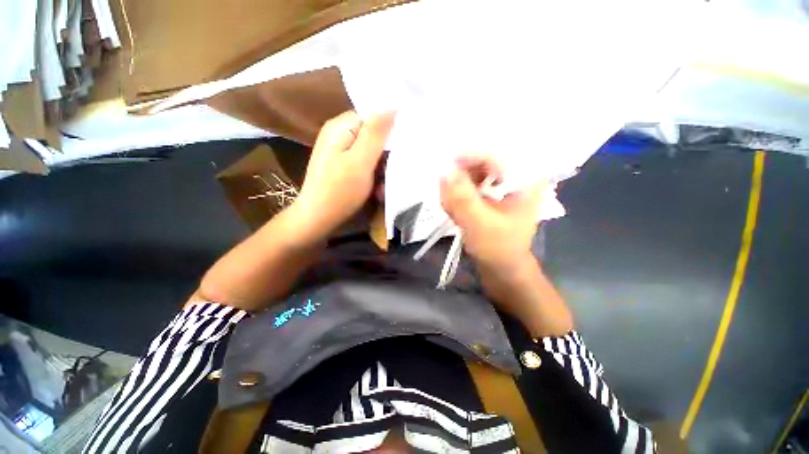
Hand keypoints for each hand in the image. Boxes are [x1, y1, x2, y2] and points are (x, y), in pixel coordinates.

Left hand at [291, 110, 394, 242]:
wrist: (318, 218)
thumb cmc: (340, 191)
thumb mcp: (360, 161)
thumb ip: (376, 134)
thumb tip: (392, 107)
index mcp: (341, 127)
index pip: (373, 116)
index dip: (390, 130)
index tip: (403, 148)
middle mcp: (339, 134)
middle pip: (373, 135)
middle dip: (385, 155)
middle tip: (392, 173)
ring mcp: (340, 151)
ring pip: (371, 151)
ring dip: (381, 168)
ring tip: (382, 186)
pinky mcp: (343, 165)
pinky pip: (364, 163)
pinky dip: (373, 175)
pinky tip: (376, 189)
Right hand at [440, 156, 543, 271]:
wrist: (502, 267)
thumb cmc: (497, 248)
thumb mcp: (479, 223)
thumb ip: (461, 197)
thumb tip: (443, 169)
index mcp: (527, 179)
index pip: (496, 153)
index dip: (470, 156)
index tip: (446, 167)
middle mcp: (518, 175)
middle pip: (484, 160)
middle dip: (462, 175)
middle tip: (447, 191)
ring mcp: (505, 184)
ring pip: (475, 171)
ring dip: (458, 185)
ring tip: (450, 203)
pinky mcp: (494, 192)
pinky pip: (472, 183)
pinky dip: (459, 193)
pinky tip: (454, 206)